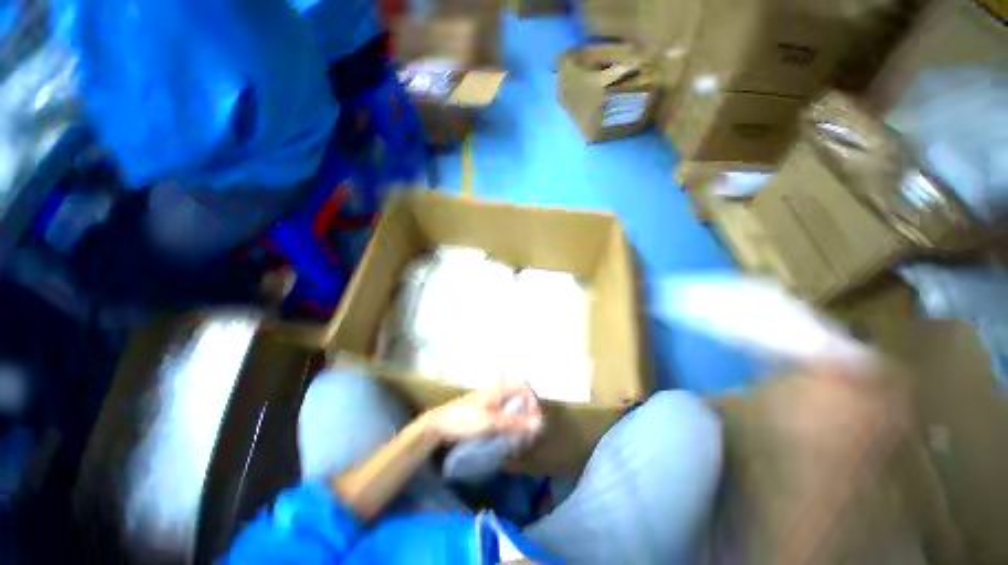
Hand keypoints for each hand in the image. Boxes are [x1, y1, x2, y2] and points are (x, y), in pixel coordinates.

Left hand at [422, 382, 542, 442]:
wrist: (437, 425)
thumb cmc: (464, 420)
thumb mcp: (490, 423)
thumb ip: (514, 423)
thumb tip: (538, 424)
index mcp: (498, 391)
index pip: (523, 388)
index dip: (533, 401)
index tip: (535, 420)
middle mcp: (495, 394)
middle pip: (518, 398)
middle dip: (526, 413)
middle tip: (528, 433)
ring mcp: (488, 403)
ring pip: (510, 408)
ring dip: (517, 421)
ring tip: (518, 438)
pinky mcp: (482, 413)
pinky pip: (501, 415)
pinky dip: (507, 425)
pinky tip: (504, 437)